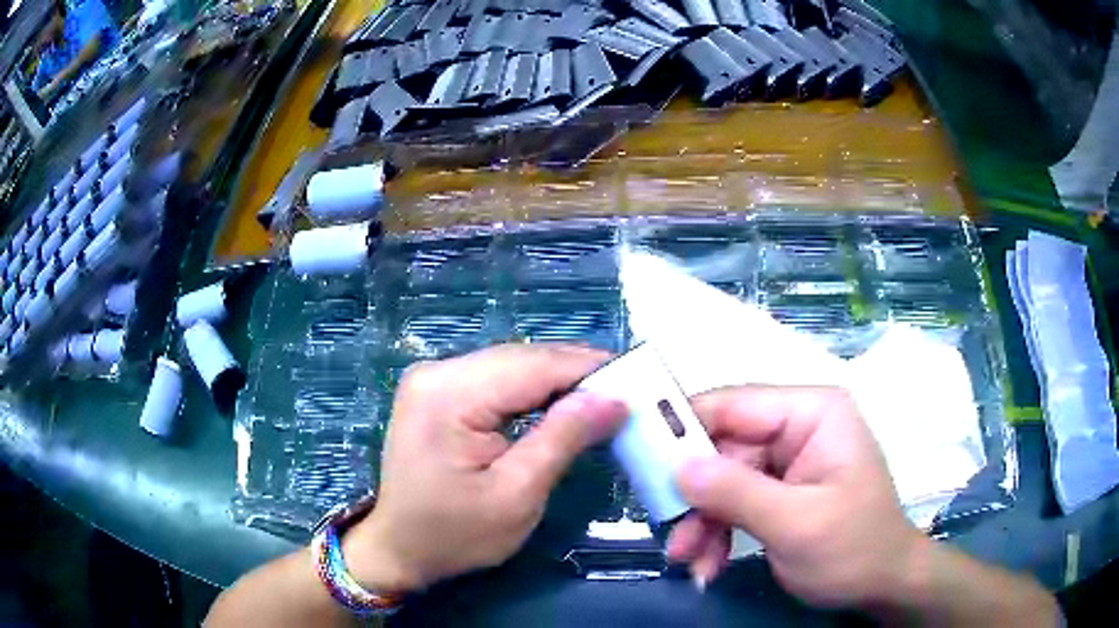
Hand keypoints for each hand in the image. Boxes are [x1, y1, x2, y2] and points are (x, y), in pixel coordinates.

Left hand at [343, 344, 626, 592]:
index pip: (534, 365)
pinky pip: (496, 380)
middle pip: (522, 360)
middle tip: (625, 394)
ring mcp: (434, 378)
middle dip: (576, 375)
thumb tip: (613, 398)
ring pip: (512, 366)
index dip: (589, 368)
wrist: (399, 548)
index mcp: (450, 394)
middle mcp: (438, 372)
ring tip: (601, 400)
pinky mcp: (437, 391)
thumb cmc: (455, 535)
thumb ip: (563, 439)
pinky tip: (559, 405)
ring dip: (557, 382)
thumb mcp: (517, 495)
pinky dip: (532, 392)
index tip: (637, 380)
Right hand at [668, 386, 924, 608]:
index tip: (640, 461)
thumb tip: (676, 465)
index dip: (684, 427)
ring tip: (690, 562)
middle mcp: (798, 427)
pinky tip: (709, 565)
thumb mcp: (795, 524)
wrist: (882, 586)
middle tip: (669, 535)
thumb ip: (736, 492)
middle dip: (695, 497)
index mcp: (812, 413)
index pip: (734, 404)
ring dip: (703, 523)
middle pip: (723, 448)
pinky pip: (736, 502)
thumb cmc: (853, 549)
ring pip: (723, 480)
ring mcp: (789, 460)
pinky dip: (718, 534)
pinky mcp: (781, 490)